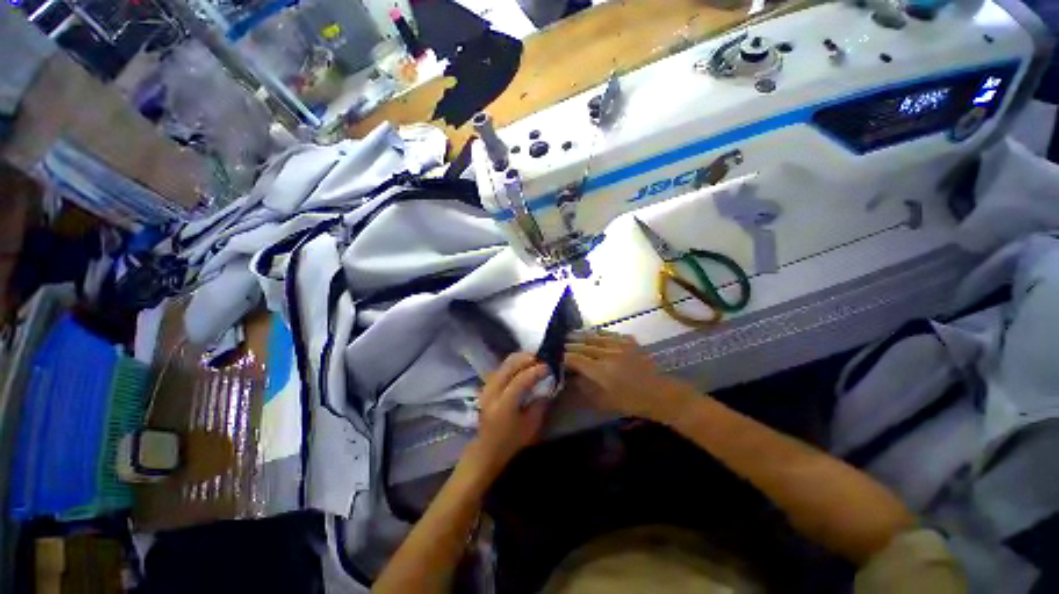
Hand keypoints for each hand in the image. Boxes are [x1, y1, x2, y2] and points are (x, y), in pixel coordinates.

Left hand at [465, 353, 550, 476]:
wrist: (486, 448)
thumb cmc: (511, 441)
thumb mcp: (531, 426)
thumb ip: (540, 404)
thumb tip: (547, 386)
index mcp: (503, 404)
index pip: (520, 380)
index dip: (535, 371)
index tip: (548, 367)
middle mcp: (492, 392)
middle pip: (509, 366)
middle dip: (527, 358)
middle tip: (542, 358)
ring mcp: (487, 387)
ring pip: (504, 364)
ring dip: (520, 358)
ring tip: (534, 359)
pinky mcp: (487, 385)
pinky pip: (501, 367)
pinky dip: (513, 363)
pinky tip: (523, 365)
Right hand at [564, 331, 697, 423]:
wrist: (659, 393)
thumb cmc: (631, 402)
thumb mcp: (605, 401)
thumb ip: (586, 388)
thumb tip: (572, 377)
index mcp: (602, 371)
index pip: (577, 359)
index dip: (566, 357)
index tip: (559, 357)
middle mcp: (608, 355)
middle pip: (584, 346)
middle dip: (571, 345)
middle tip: (561, 343)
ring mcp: (620, 345)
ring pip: (595, 337)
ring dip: (582, 336)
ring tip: (572, 334)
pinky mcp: (629, 341)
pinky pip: (610, 333)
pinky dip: (599, 333)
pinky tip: (594, 333)